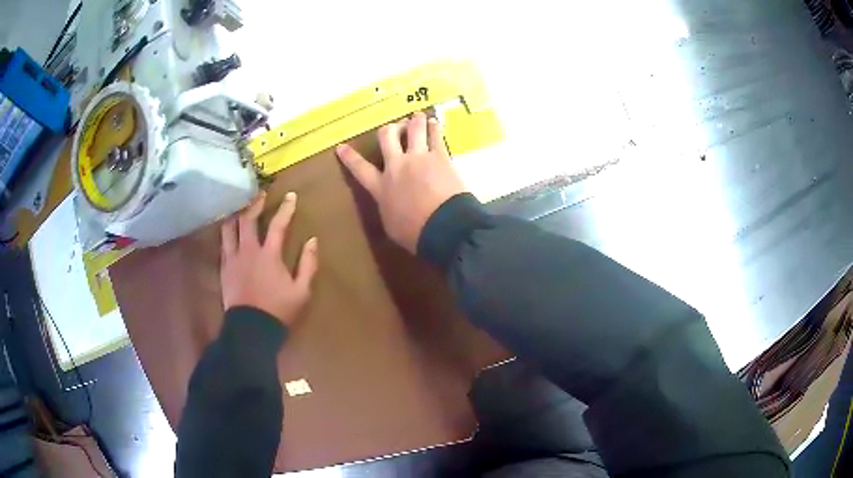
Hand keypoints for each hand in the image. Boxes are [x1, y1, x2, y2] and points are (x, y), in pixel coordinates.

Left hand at [220, 191, 318, 326]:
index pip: (278, 224)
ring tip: (240, 207)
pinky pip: (222, 243)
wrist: (251, 329)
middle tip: (260, 194)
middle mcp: (248, 251)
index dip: (286, 208)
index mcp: (269, 255)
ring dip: (236, 215)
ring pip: (229, 228)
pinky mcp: (224, 268)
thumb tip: (312, 241)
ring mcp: (232, 259)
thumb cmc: (278, 310)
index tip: (291, 196)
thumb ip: (308, 264)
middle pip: (247, 219)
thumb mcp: (302, 291)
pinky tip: (229, 230)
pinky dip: (227, 232)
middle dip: (255, 203)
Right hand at [335, 112, 466, 252]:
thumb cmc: (415, 234)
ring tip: (417, 116)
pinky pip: (435, 135)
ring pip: (413, 128)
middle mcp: (397, 166)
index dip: (349, 157)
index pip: (359, 168)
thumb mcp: (391, 225)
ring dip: (414, 120)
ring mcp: (418, 158)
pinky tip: (435, 122)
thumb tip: (388, 202)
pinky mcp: (440, 156)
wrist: (444, 227)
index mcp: (381, 187)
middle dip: (389, 130)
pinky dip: (434, 127)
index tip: (341, 146)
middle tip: (395, 129)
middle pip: (387, 137)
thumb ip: (387, 207)